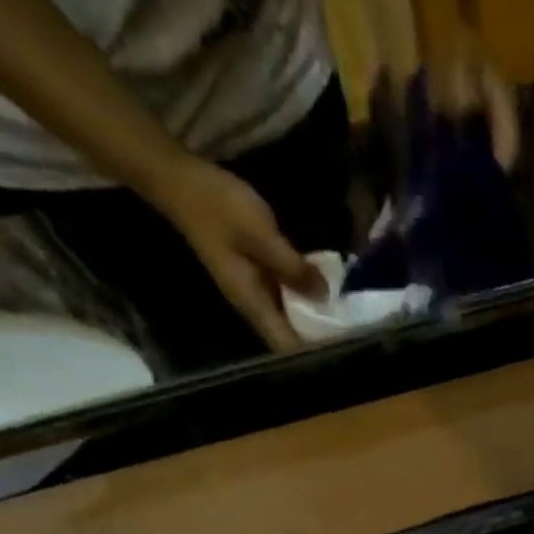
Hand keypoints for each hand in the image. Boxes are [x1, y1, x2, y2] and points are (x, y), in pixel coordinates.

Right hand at [147, 157, 326, 351]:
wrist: (181, 182)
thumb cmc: (219, 208)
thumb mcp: (261, 235)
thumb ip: (293, 268)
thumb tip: (324, 295)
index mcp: (253, 304)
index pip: (286, 345)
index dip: (313, 352)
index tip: (343, 351)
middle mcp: (254, 306)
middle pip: (289, 335)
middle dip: (318, 337)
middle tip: (353, 333)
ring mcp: (253, 291)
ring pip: (288, 316)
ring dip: (313, 317)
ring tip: (345, 317)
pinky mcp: (255, 275)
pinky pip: (284, 295)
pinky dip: (303, 296)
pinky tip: (324, 289)